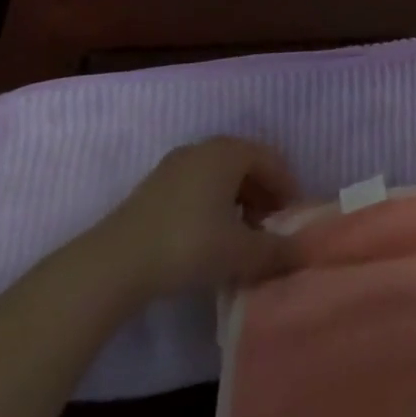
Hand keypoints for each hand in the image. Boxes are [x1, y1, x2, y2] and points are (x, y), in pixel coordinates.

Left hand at [84, 136, 300, 304]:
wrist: (110, 267)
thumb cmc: (188, 245)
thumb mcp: (242, 252)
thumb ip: (278, 250)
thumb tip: (305, 252)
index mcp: (229, 152)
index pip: (273, 161)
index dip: (288, 189)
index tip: (293, 220)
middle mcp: (203, 149)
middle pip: (246, 166)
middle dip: (264, 196)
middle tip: (270, 228)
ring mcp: (173, 167)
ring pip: (220, 178)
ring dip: (238, 203)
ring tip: (241, 237)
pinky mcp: (151, 190)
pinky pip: (196, 188)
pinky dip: (212, 207)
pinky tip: (209, 239)